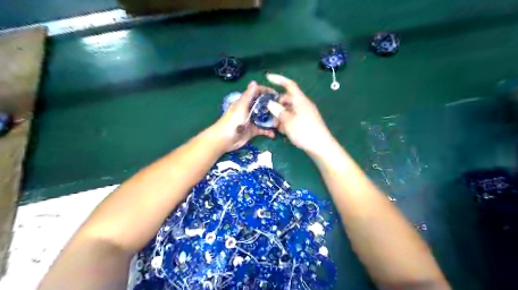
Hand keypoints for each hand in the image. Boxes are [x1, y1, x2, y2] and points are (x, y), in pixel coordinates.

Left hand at [216, 80, 273, 150]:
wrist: (225, 138)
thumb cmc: (233, 120)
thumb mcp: (241, 106)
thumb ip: (248, 95)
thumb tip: (254, 82)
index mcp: (245, 102)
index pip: (257, 93)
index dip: (266, 92)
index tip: (276, 94)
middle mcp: (249, 110)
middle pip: (262, 105)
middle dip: (272, 106)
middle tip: (282, 108)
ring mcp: (252, 121)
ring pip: (264, 118)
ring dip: (271, 119)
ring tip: (280, 121)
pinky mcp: (253, 131)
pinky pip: (263, 130)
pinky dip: (268, 132)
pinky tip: (273, 134)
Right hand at [265, 75, 333, 154]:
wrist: (321, 146)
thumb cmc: (304, 131)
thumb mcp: (287, 121)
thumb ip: (278, 111)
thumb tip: (270, 103)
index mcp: (300, 100)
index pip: (289, 84)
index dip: (278, 79)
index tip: (267, 77)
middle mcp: (303, 104)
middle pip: (287, 99)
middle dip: (277, 106)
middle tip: (270, 116)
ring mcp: (305, 113)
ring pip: (289, 110)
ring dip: (281, 116)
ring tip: (276, 127)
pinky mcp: (306, 122)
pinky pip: (294, 117)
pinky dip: (287, 121)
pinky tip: (283, 131)